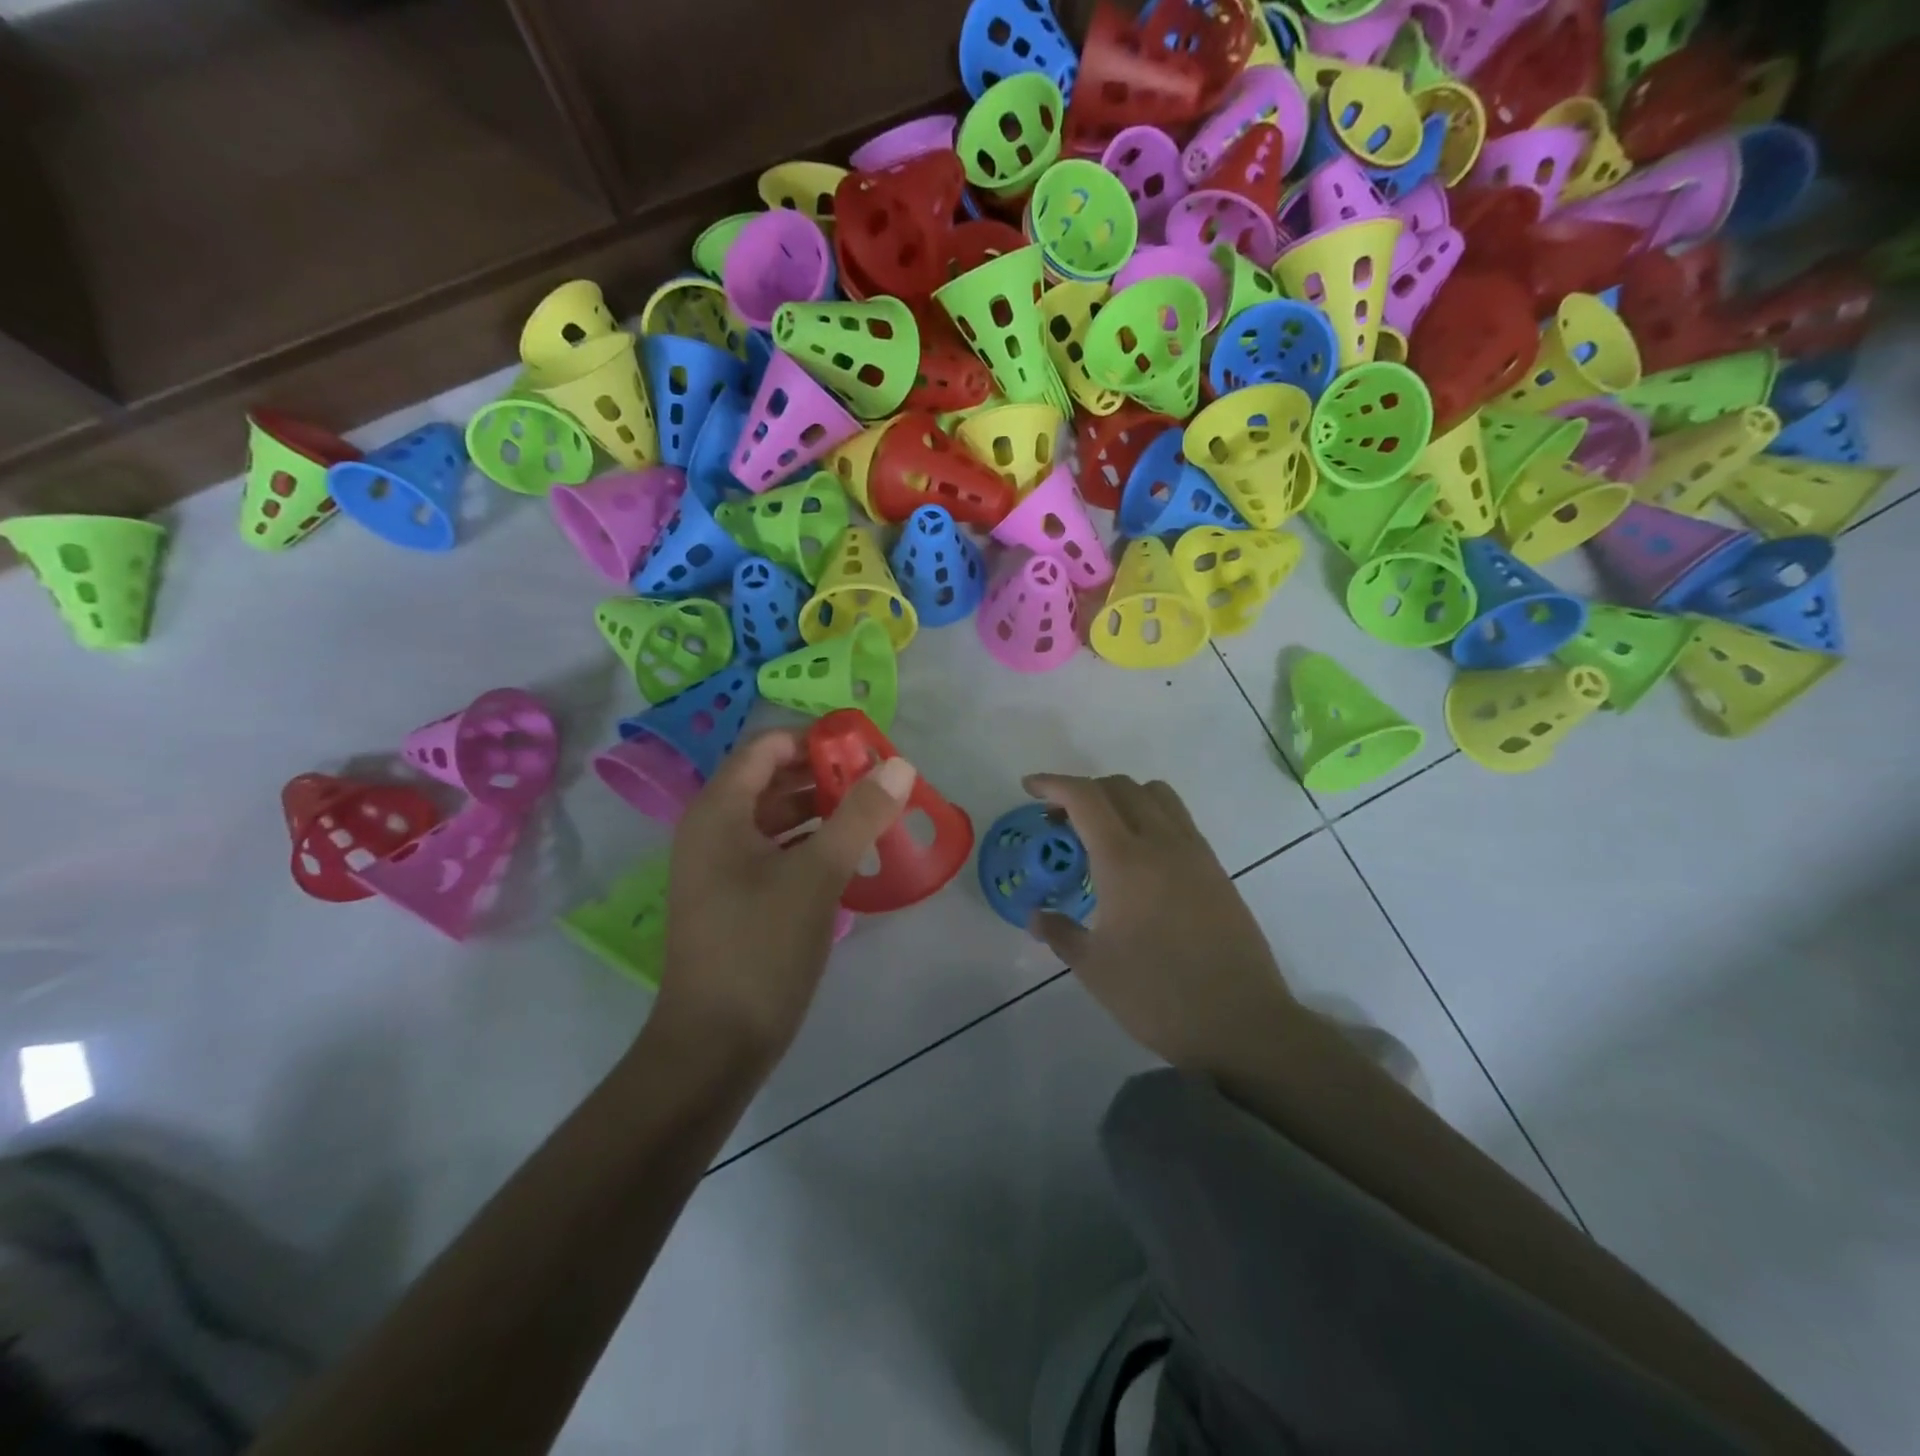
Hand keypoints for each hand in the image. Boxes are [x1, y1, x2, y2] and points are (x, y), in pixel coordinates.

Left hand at [657, 730, 915, 1063]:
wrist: (715, 1044)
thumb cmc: (761, 948)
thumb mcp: (818, 875)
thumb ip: (860, 815)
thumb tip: (898, 765)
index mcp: (719, 811)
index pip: (766, 747)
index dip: (815, 740)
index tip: (866, 750)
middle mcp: (713, 829)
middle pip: (772, 780)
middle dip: (826, 776)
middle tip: (880, 784)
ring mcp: (721, 866)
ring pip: (776, 819)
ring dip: (823, 811)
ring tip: (875, 815)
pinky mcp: (736, 897)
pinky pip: (776, 852)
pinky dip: (812, 845)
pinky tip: (851, 855)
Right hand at [1024, 773, 1292, 1069]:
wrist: (1242, 1021)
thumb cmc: (1158, 995)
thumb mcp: (1095, 968)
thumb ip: (1060, 933)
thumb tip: (1037, 916)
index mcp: (1124, 860)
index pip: (1085, 797)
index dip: (1053, 783)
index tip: (1029, 787)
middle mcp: (1161, 842)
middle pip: (1119, 786)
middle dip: (1083, 792)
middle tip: (1060, 822)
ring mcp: (1194, 852)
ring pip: (1155, 795)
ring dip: (1120, 797)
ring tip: (1101, 831)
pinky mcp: (1215, 868)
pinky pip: (1177, 819)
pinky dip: (1149, 815)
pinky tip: (1138, 857)